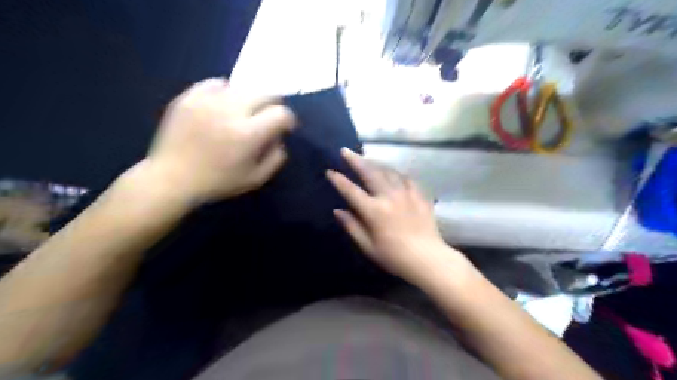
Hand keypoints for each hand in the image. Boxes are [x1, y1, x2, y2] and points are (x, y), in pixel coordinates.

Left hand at [141, 77, 294, 205]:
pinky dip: (226, 92)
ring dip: (250, 100)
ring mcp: (208, 101)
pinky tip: (222, 106)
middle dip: (273, 105)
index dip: (288, 120)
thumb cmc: (218, 182)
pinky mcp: (190, 97)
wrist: (172, 178)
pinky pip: (216, 83)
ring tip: (243, 113)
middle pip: (265, 93)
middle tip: (268, 117)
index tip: (285, 127)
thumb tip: (279, 138)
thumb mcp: (256, 179)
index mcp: (248, 134)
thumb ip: (275, 158)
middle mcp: (231, 111)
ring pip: (242, 87)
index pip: (281, 114)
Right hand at [326, 148, 462, 283]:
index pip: (351, 191)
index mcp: (374, 211)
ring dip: (375, 163)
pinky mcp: (418, 196)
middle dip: (356, 160)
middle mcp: (388, 197)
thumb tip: (338, 211)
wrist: (427, 258)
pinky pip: (406, 178)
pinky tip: (393, 172)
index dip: (339, 180)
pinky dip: (396, 173)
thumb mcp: (368, 246)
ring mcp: (405, 194)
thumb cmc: (394, 256)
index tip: (330, 171)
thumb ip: (352, 226)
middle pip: (370, 173)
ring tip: (367, 158)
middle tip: (346, 151)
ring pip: (388, 171)